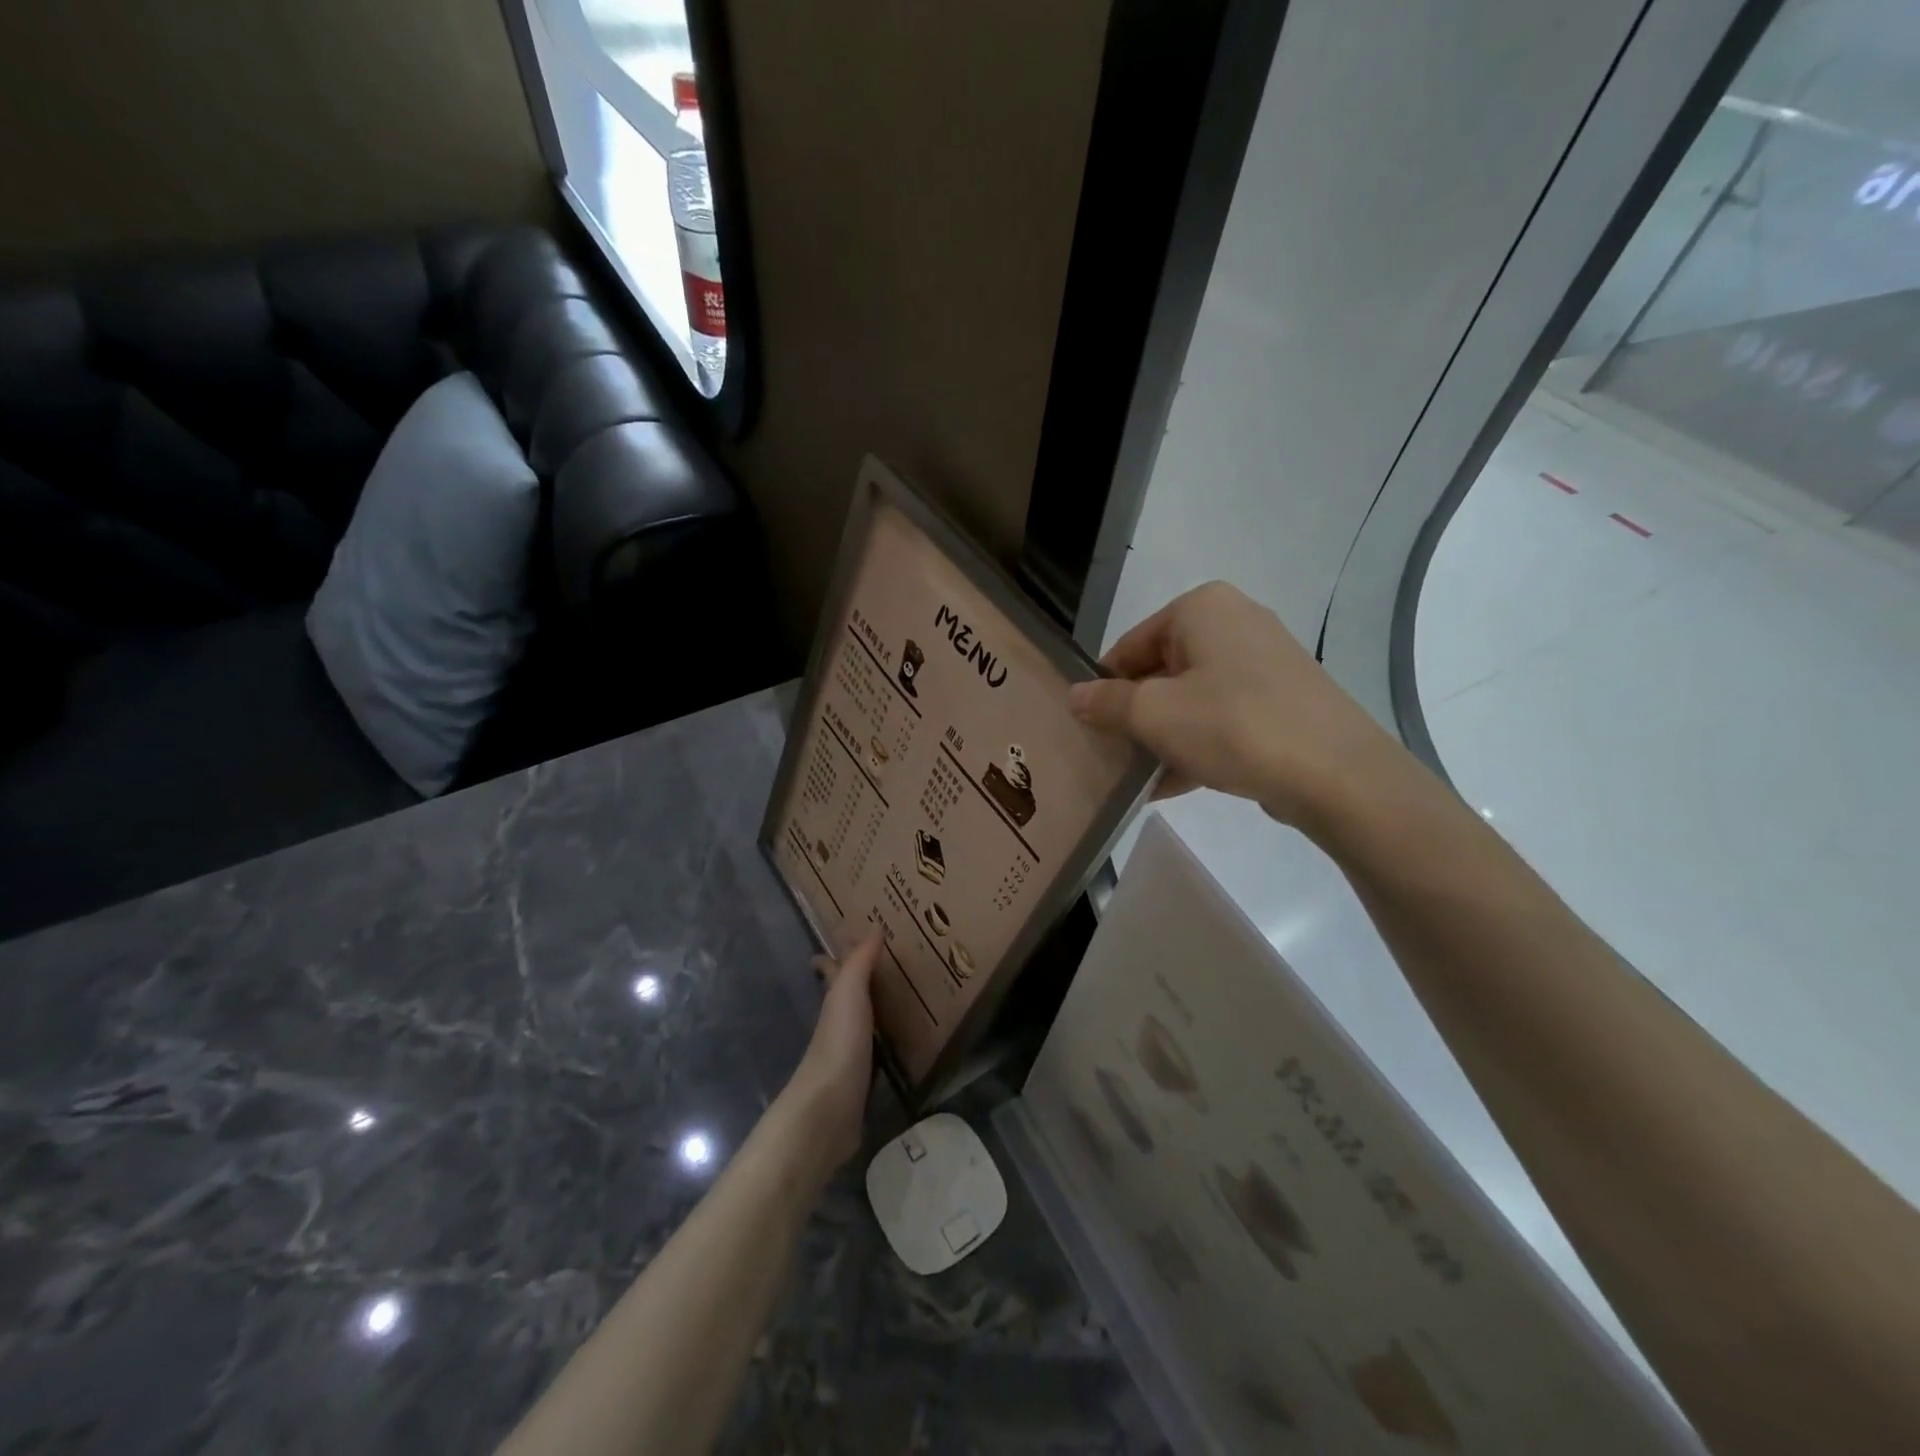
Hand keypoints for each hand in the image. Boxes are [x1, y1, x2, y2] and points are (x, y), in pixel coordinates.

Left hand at [780, 928, 881, 1170]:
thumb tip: (874, 926)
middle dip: (863, 983)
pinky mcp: (863, 1083)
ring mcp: (850, 1055)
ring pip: (865, 1025)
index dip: (834, 957)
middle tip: (892, 968)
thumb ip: (860, 962)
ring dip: (879, 1013)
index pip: (831, 971)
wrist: (828, 1112)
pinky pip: (879, 1054)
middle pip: (849, 998)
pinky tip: (905, 1045)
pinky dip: (889, 1045)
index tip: (847, 939)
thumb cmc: (838, 1044)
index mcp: (834, 1002)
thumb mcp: (848, 994)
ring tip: (906, 1001)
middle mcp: (839, 1025)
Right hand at [1068, 581, 1400, 828]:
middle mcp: (1235, 622)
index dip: (1104, 689)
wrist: (1336, 773)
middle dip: (1135, 716)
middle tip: (1114, 755)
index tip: (1091, 729)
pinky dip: (1197, 744)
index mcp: (1201, 608)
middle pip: (1161, 671)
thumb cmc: (1232, 726)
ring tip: (1138, 776)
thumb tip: (1075, 696)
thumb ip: (1106, 703)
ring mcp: (1264, 662)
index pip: (1129, 646)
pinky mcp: (1283, 699)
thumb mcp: (1153, 715)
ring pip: (1192, 698)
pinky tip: (1172, 784)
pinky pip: (1223, 717)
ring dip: (1163, 736)